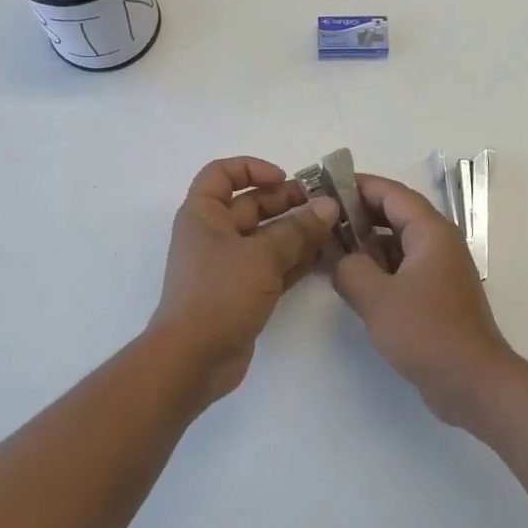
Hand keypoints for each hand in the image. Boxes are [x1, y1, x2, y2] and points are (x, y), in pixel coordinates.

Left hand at [149, 156, 339, 401]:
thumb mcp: (262, 256)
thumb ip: (298, 230)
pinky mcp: (243, 291)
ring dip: (297, 231)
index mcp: (203, 214)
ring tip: (334, 229)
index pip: (222, 173)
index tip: (284, 178)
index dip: (252, 168)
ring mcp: (228, 265)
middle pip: (251, 205)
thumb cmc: (219, 293)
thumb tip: (329, 206)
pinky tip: (325, 257)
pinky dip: (295, 259)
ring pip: (266, 237)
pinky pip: (273, 266)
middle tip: (326, 205)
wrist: (193, 358)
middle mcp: (213, 234)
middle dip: (287, 201)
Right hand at [332, 174, 520, 424]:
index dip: (356, 186)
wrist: (473, 382)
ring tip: (329, 248)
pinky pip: (402, 266)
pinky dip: (378, 266)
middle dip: (358, 214)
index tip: (324, 186)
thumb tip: (341, 262)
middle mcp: (439, 243)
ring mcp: (439, 269)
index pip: (391, 193)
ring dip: (366, 243)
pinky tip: (352, 279)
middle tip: (321, 219)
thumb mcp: (376, 298)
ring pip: (397, 242)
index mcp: (431, 232)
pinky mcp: (436, 294)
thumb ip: (349, 269)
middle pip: (394, 214)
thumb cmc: (426, 332)